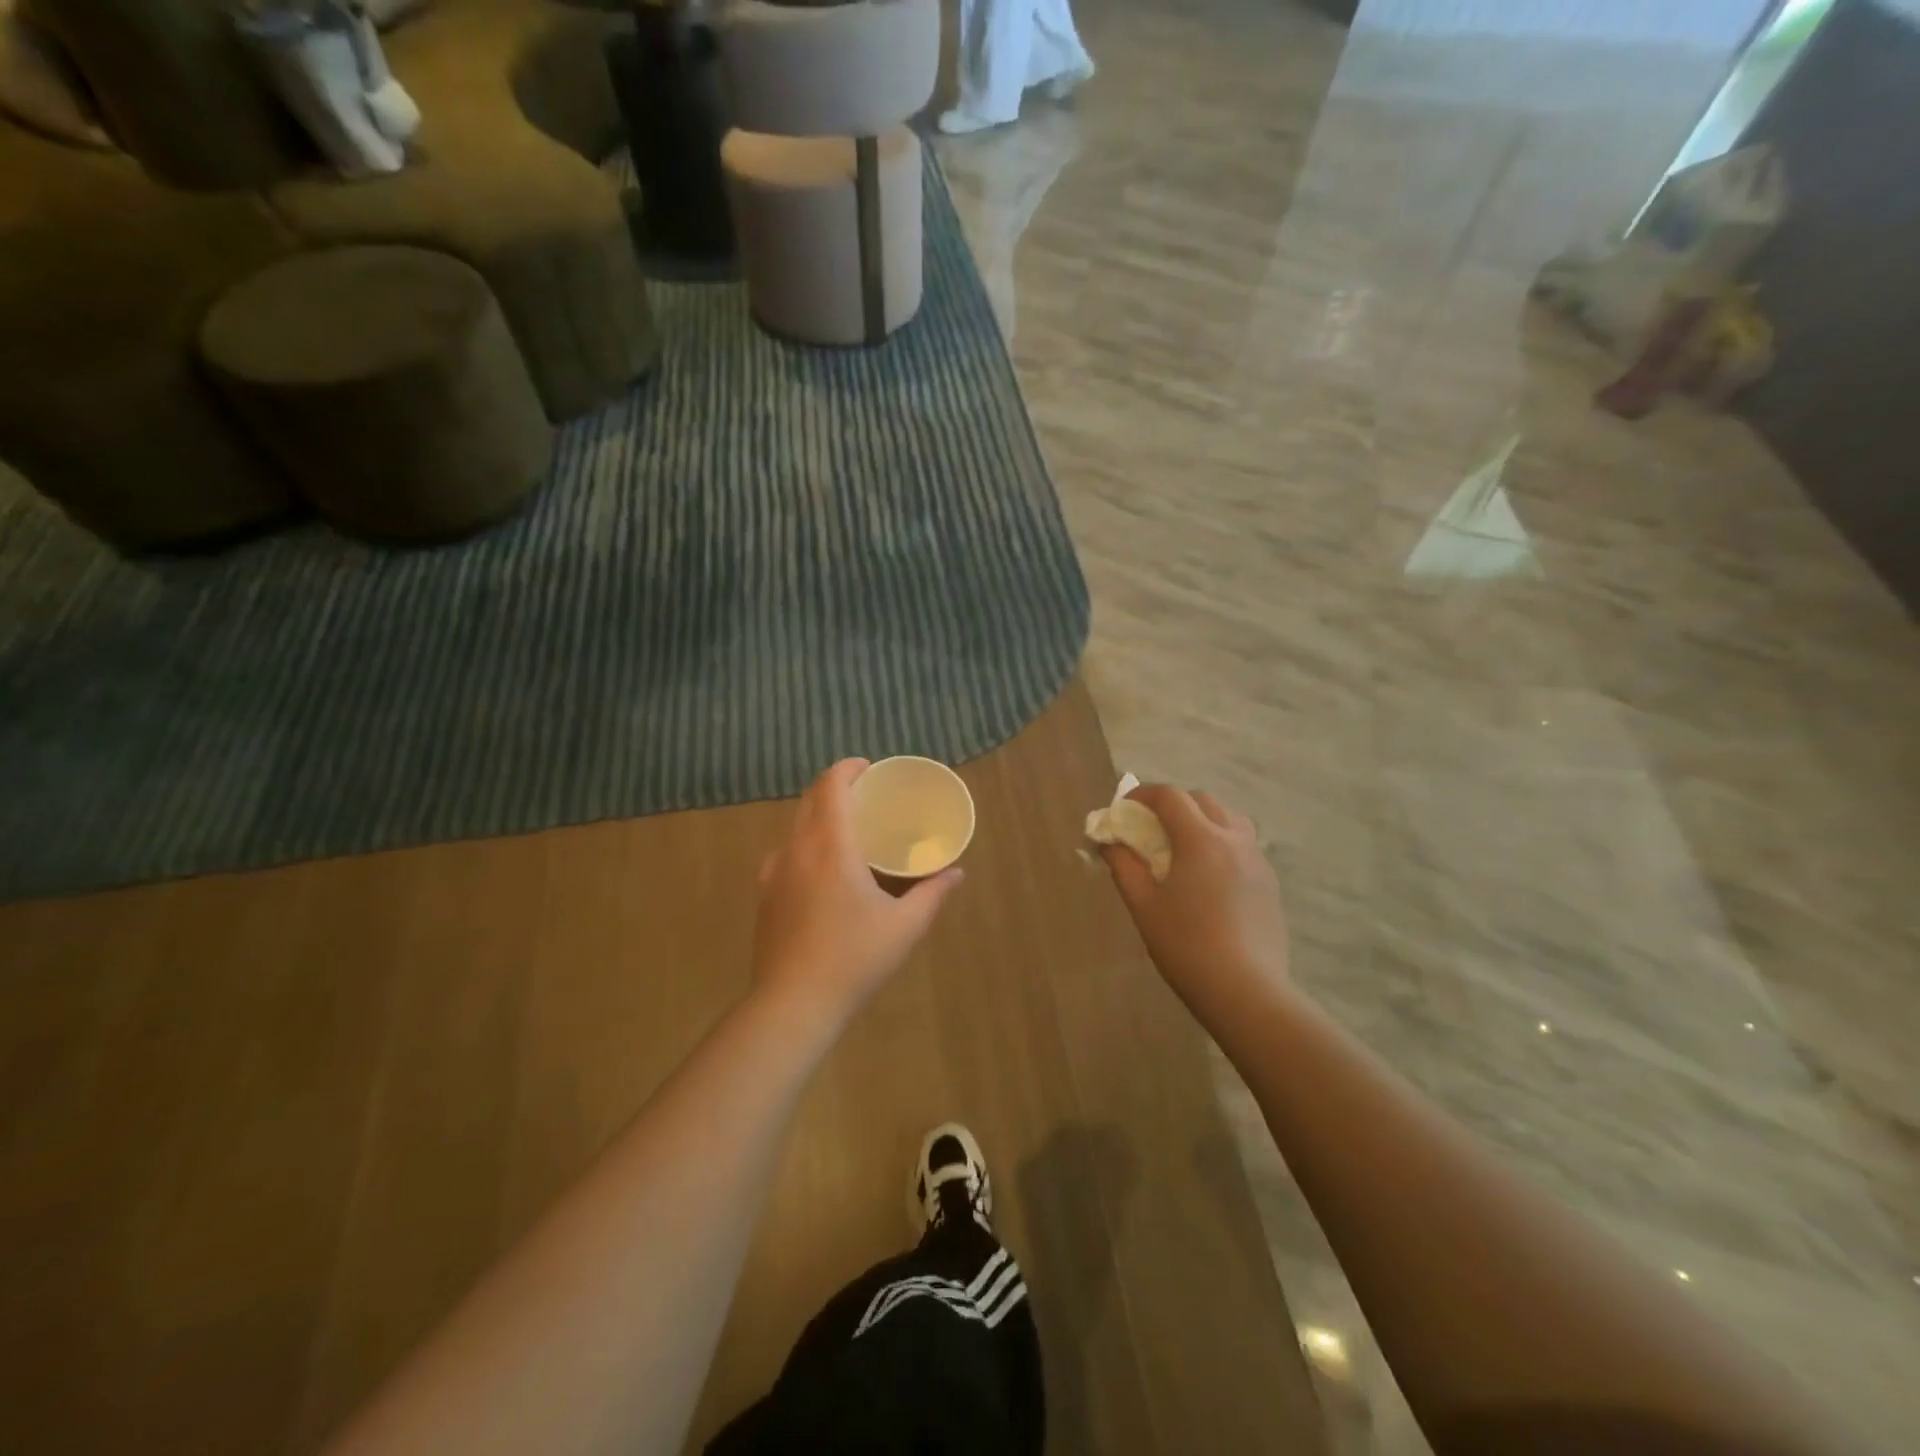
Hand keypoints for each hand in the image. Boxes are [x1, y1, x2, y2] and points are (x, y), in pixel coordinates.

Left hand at [751, 759, 963, 1026]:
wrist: (792, 1005)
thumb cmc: (854, 959)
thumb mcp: (905, 927)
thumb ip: (932, 893)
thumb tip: (956, 873)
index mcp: (830, 846)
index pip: (831, 787)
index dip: (848, 768)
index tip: (869, 767)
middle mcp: (797, 849)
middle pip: (810, 800)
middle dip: (835, 787)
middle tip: (866, 794)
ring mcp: (774, 872)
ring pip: (795, 826)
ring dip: (819, 815)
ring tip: (847, 830)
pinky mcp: (765, 896)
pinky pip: (786, 853)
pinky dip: (806, 843)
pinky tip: (823, 871)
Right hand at [1100, 785, 1290, 1026]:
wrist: (1246, 991)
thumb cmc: (1186, 945)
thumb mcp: (1143, 905)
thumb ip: (1124, 866)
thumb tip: (1108, 842)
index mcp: (1201, 840)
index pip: (1170, 797)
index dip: (1142, 795)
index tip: (1123, 810)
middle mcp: (1234, 839)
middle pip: (1201, 801)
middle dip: (1172, 804)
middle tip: (1149, 827)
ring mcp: (1257, 860)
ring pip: (1228, 819)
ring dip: (1201, 819)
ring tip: (1181, 847)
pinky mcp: (1269, 883)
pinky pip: (1243, 845)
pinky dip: (1220, 842)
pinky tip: (1207, 876)